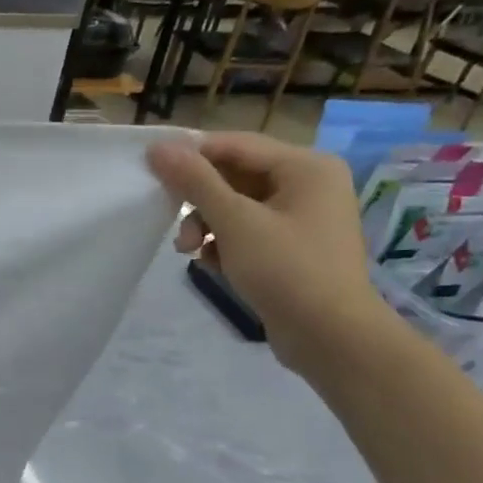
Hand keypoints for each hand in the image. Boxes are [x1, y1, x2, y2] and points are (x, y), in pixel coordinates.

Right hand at [148, 132, 389, 375]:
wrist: (331, 337)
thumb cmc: (286, 270)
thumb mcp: (234, 221)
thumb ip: (195, 181)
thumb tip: (158, 148)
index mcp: (306, 166)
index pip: (234, 145)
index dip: (190, 155)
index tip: (151, 172)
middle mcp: (309, 184)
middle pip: (235, 175)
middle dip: (199, 200)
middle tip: (171, 224)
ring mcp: (303, 217)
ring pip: (237, 205)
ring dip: (207, 224)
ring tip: (189, 251)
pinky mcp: (293, 246)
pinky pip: (247, 229)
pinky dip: (224, 242)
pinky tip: (213, 263)